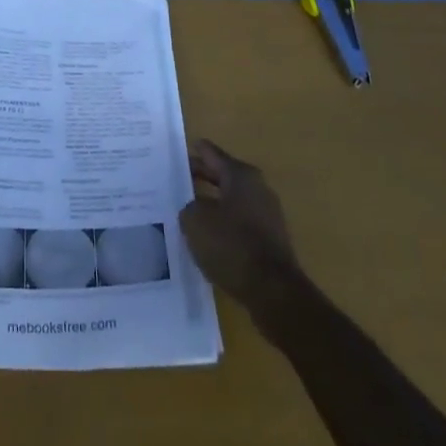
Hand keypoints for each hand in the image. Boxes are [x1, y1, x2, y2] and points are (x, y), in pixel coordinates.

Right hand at [180, 139, 302, 310]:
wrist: (274, 293)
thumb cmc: (232, 246)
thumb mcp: (195, 221)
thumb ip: (188, 206)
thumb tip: (193, 207)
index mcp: (240, 174)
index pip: (210, 153)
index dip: (190, 152)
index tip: (171, 154)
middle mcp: (256, 187)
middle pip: (220, 175)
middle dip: (198, 177)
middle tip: (172, 181)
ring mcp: (266, 214)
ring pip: (229, 201)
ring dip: (210, 204)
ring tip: (184, 212)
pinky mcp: (269, 240)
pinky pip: (238, 223)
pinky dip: (222, 226)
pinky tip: (205, 238)